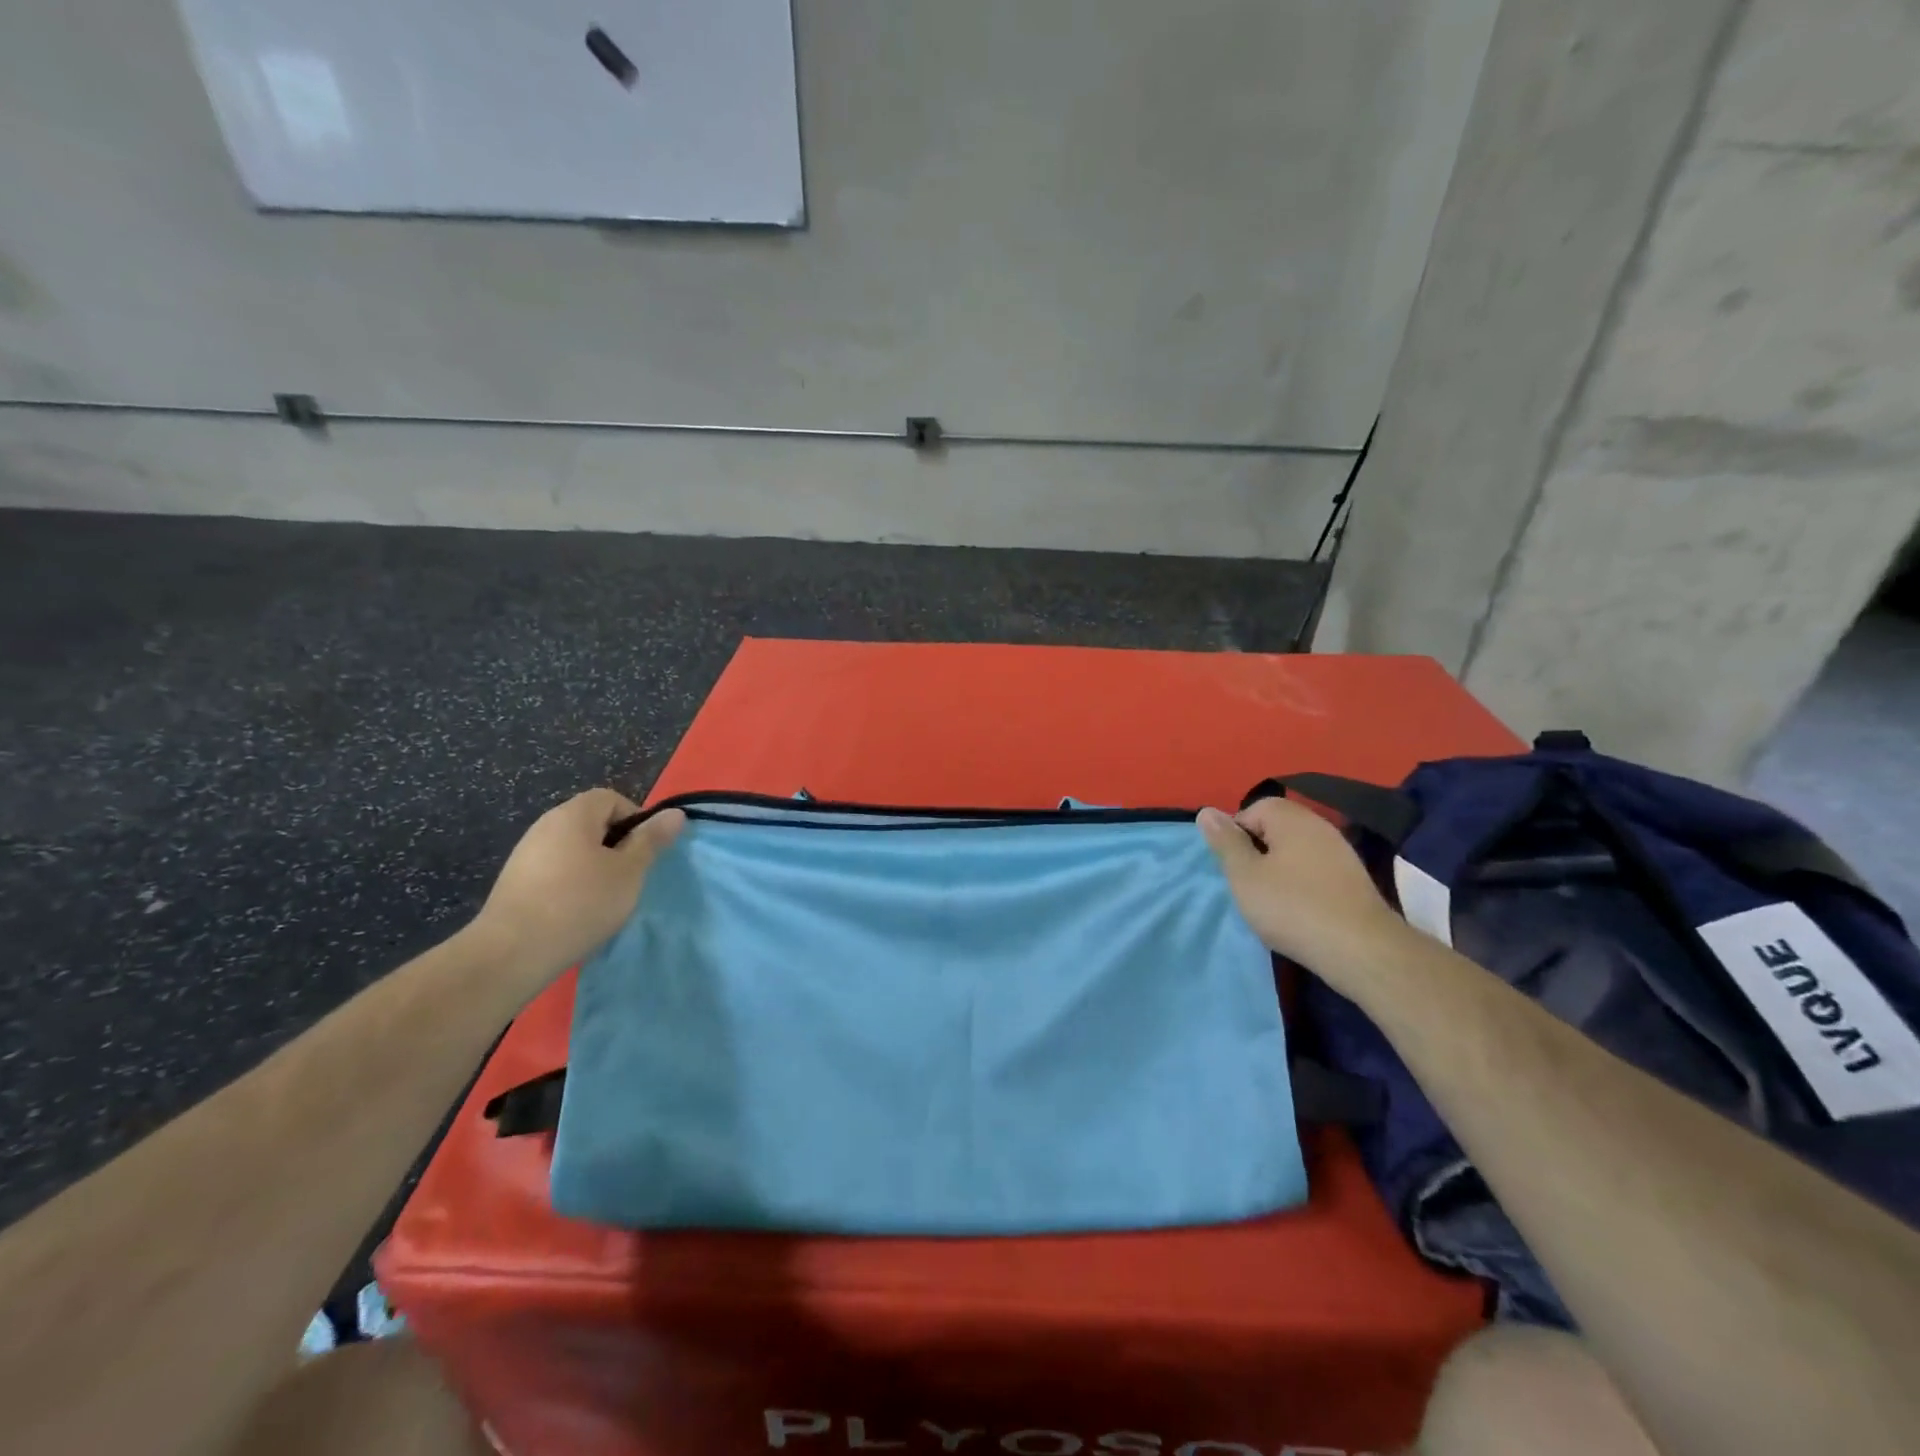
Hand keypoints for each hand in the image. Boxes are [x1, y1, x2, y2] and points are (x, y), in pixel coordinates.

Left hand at [471, 789, 685, 992]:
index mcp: (573, 815)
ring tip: (603, 899)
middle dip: (615, 845)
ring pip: (573, 849)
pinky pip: (554, 870)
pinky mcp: (514, 882)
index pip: (611, 798)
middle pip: (591, 822)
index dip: (634, 819)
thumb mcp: (629, 872)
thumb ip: (651, 840)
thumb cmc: (581, 903)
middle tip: (628, 877)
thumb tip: (675, 813)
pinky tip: (575, 912)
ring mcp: (525, 854)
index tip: (643, 853)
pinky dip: (570, 884)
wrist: (511, 953)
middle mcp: (545, 825)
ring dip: (594, 867)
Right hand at [1198, 796, 1406, 976]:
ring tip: (1271, 900)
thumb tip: (1207, 811)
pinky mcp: (1354, 879)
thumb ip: (1225, 842)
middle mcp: (1319, 825)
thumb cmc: (1292, 907)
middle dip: (1258, 852)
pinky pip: (1316, 869)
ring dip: (1279, 869)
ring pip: (1296, 850)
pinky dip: (1302, 883)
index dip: (1236, 835)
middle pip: (1276, 827)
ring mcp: (1341, 852)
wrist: (1361, 950)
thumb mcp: (1245, 875)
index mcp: (1291, 818)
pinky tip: (1299, 909)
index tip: (1234, 867)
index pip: (1253, 809)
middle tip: (1248, 884)